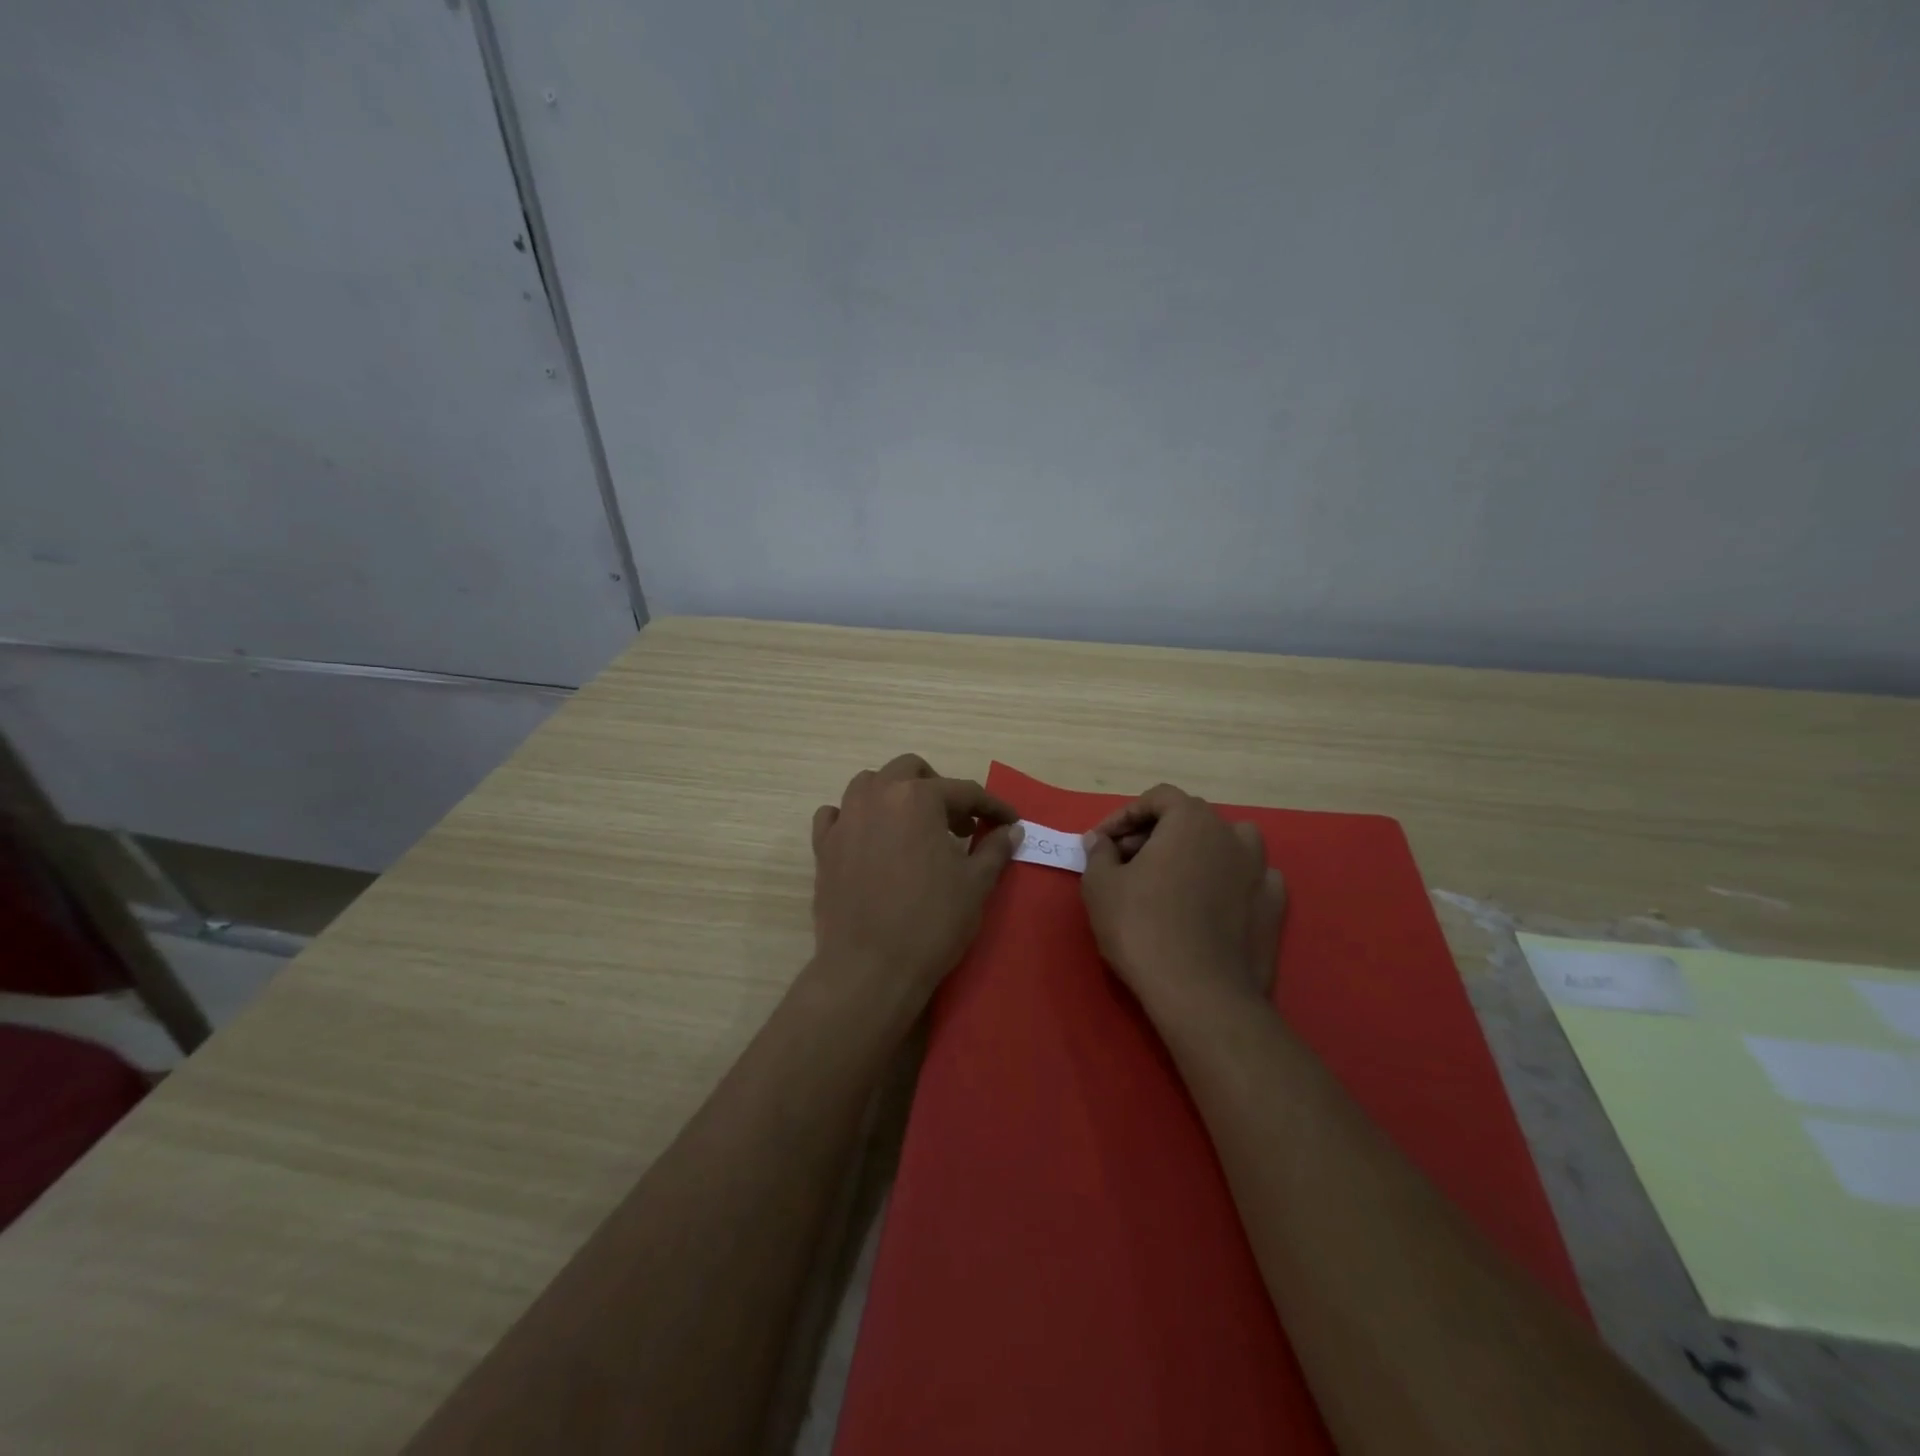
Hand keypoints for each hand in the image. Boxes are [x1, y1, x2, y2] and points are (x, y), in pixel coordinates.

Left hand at [809, 754, 1022, 1015]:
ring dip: (895, 795)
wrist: (870, 968)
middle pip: (910, 770)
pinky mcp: (823, 847)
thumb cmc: (931, 922)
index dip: (992, 806)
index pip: (964, 790)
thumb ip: (994, 849)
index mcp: (918, 798)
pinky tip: (868, 838)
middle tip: (958, 823)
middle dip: (938, 788)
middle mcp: (877, 796)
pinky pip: (836, 815)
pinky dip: (854, 817)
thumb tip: (1011, 829)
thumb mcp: (975, 884)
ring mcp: (845, 819)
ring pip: (869, 784)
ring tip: (913, 827)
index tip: (1009, 821)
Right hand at [1081, 784, 1286, 1013]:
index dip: (1125, 816)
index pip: (1157, 798)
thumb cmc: (1141, 928)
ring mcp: (1260, 870)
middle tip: (1125, 862)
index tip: (1102, 842)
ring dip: (1198, 851)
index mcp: (1191, 820)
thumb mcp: (1100, 885)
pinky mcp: (1274, 906)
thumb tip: (1101, 841)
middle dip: (1155, 834)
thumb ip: (1099, 853)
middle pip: (1190, 819)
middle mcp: (1231, 834)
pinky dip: (1228, 881)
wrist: (1200, 993)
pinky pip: (1249, 878)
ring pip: (1227, 843)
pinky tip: (1211, 902)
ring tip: (1173, 877)